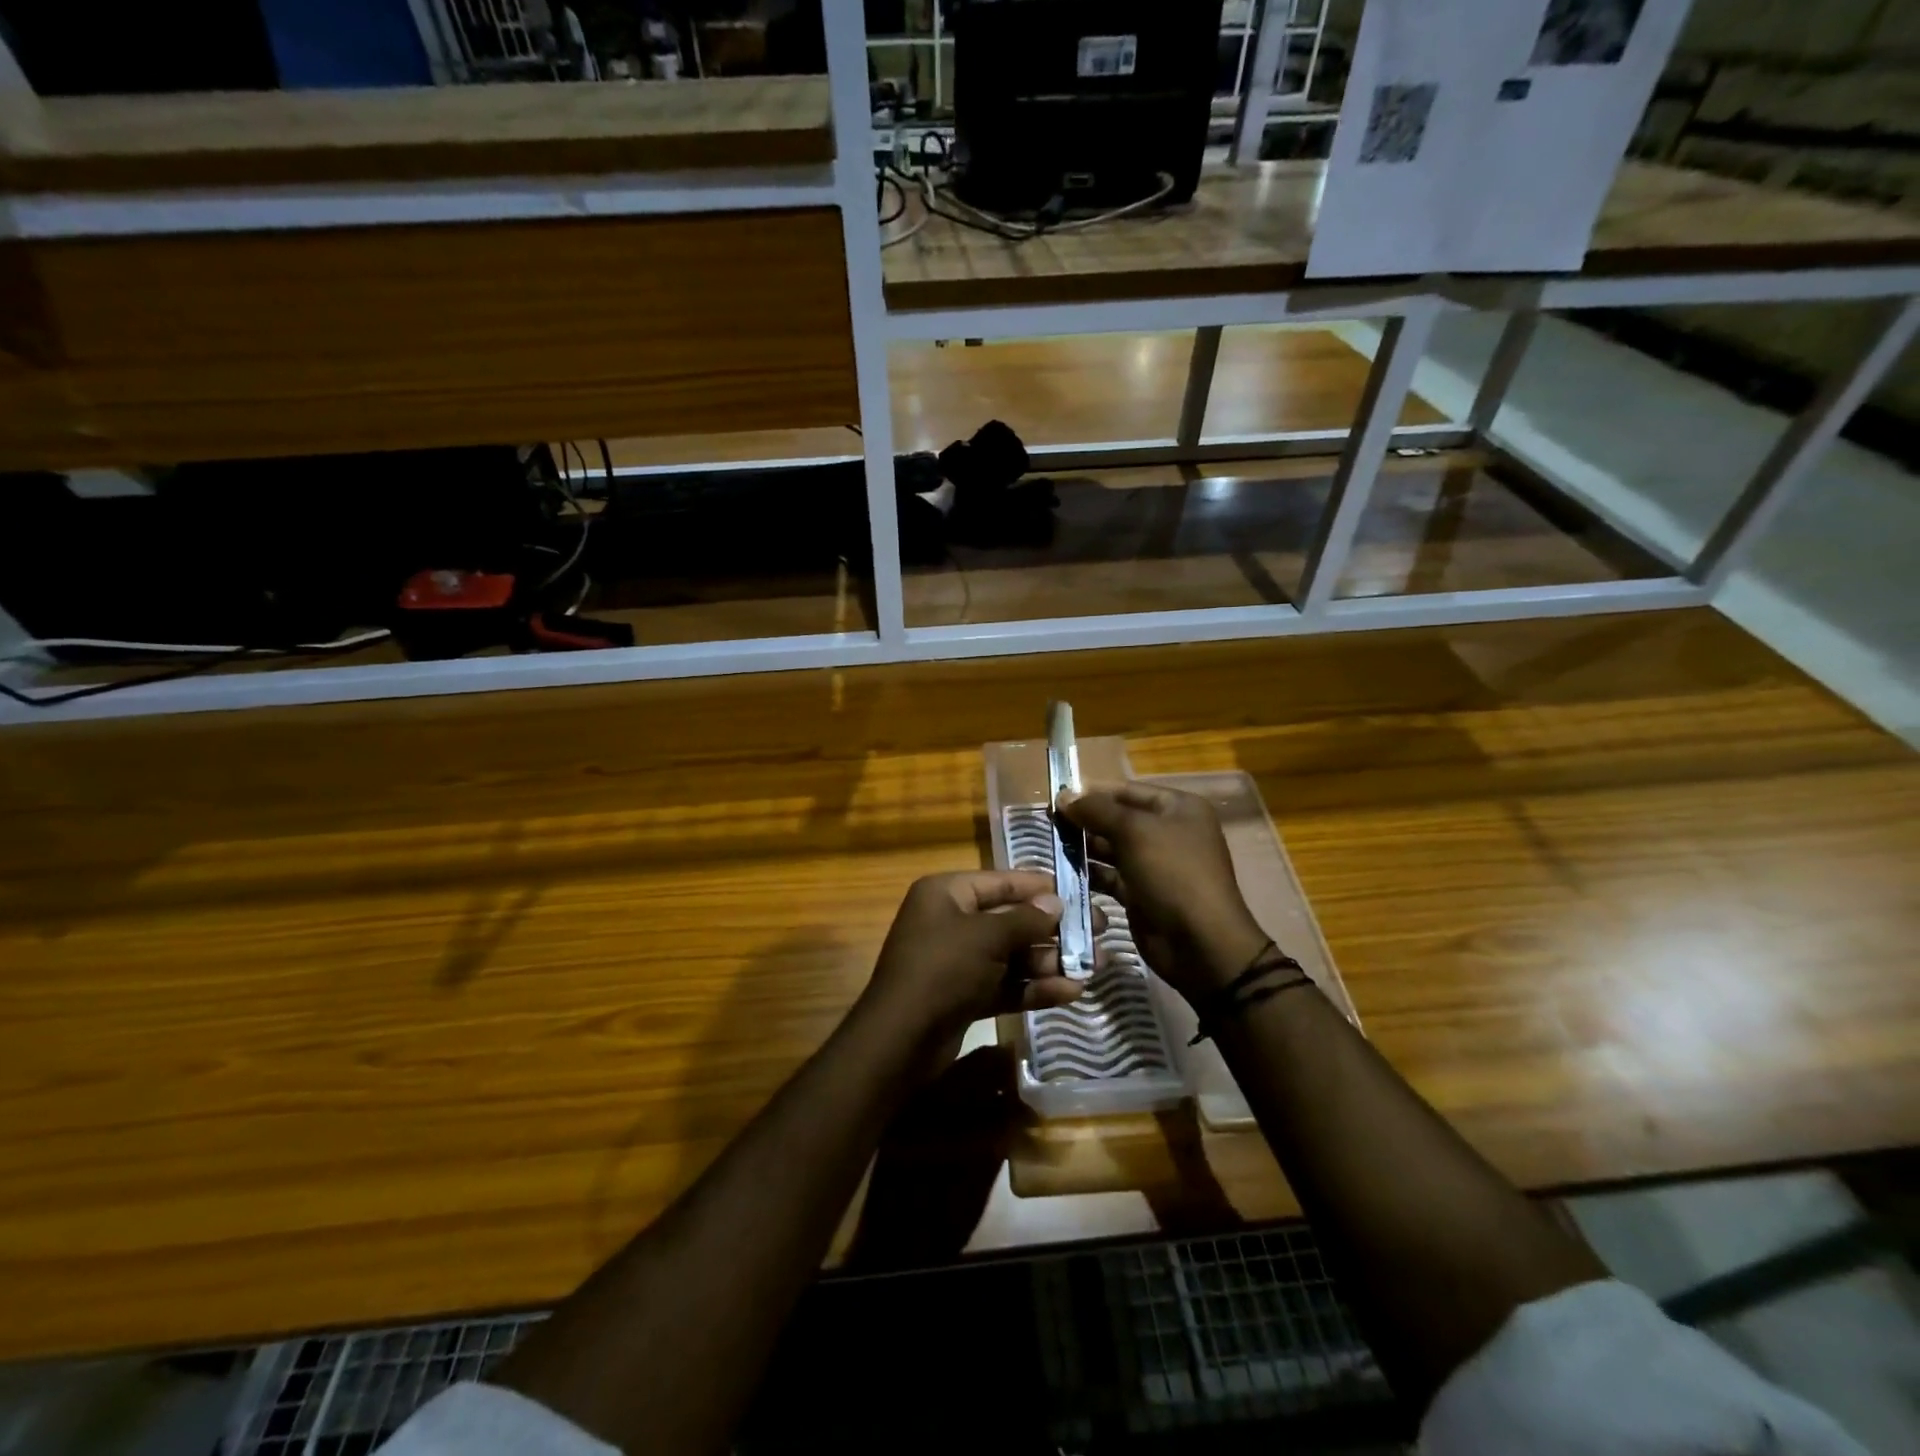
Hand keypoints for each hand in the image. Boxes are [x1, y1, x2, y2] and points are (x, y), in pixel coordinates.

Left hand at [858, 870, 1086, 1057]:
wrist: (899, 1040)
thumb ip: (1025, 919)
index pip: (1001, 882)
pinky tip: (1071, 993)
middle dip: (1055, 930)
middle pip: (1012, 919)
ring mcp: (958, 961)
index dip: (1040, 887)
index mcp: (947, 893)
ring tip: (1096, 967)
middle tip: (1099, 931)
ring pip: (1013, 955)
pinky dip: (1034, 988)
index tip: (1080, 891)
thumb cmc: (942, 969)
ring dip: (1051, 961)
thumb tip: (1055, 904)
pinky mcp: (965, 995)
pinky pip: (1005, 984)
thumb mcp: (987, 937)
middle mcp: (951, 921)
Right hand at [1059, 782, 1268, 1001]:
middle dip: (1084, 820)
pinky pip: (1110, 876)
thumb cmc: (1173, 874)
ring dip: (1083, 847)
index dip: (1092, 792)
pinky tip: (1062, 873)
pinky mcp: (1141, 894)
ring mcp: (1154, 865)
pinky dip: (1089, 873)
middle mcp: (1167, 832)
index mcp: (1177, 808)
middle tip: (1047, 823)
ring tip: (1050, 845)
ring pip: (1111, 849)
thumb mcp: (1135, 832)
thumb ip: (1096, 810)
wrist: (1200, 943)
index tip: (1056, 797)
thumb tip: (1063, 796)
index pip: (1126, 790)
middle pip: (1117, 819)